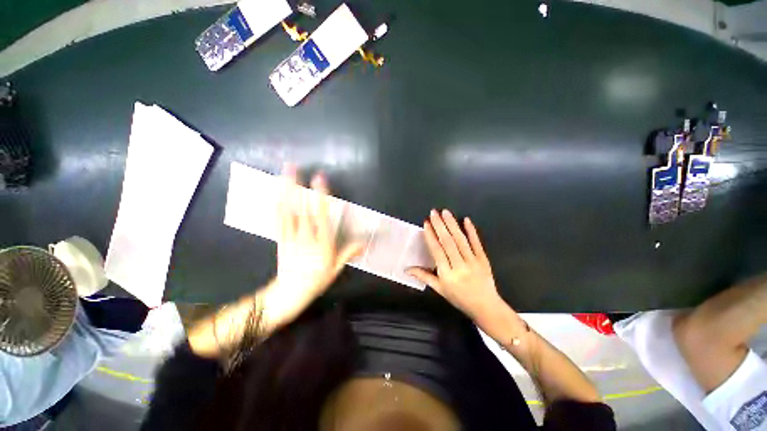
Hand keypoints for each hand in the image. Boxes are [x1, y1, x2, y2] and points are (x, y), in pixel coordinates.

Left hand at [261, 164, 362, 329]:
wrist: (290, 293)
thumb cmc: (316, 280)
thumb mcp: (336, 268)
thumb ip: (348, 252)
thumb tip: (364, 243)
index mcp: (321, 243)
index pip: (321, 215)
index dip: (320, 196)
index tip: (320, 179)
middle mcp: (305, 236)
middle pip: (301, 209)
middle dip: (297, 186)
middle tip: (294, 166)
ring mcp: (290, 237)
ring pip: (287, 211)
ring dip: (285, 191)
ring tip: (284, 174)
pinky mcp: (280, 239)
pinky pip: (278, 220)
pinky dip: (277, 205)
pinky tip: (277, 193)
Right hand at [407, 209, 502, 320]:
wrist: (486, 307)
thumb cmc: (459, 298)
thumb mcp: (439, 289)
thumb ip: (424, 276)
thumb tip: (407, 269)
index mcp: (447, 274)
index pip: (437, 251)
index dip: (431, 236)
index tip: (426, 223)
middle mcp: (459, 266)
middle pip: (448, 242)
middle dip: (440, 225)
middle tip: (433, 212)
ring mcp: (473, 261)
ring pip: (461, 240)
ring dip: (452, 224)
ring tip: (445, 212)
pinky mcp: (483, 259)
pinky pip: (477, 243)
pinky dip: (471, 231)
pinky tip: (466, 220)